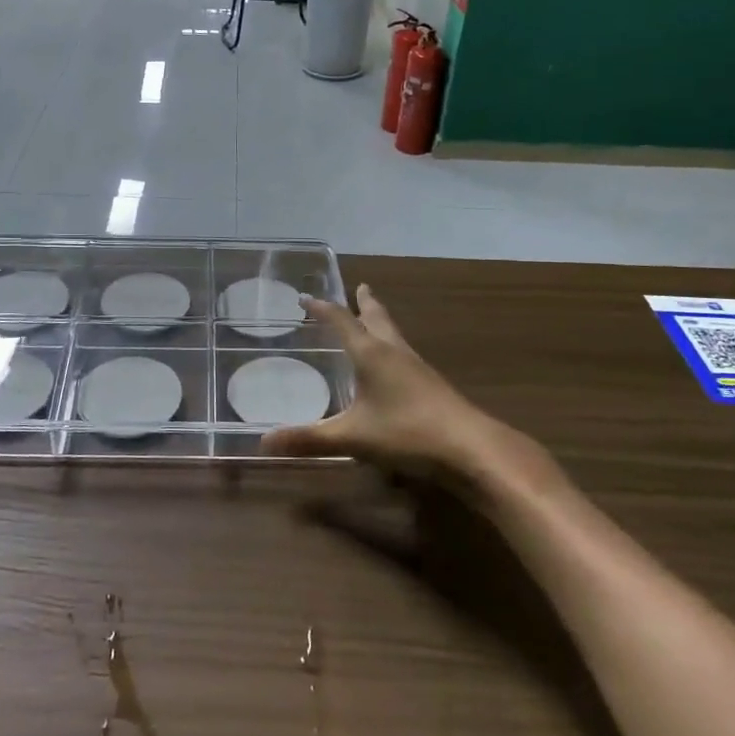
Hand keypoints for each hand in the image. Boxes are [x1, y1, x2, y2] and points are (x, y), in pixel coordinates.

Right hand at [263, 284, 553, 489]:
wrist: (470, 448)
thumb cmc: (406, 433)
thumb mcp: (351, 438)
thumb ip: (309, 439)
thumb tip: (263, 442)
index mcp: (372, 354)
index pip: (342, 321)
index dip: (323, 309)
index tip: (306, 297)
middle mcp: (395, 352)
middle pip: (377, 319)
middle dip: (364, 304)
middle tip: (360, 287)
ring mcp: (417, 368)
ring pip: (395, 335)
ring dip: (381, 323)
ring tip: (374, 319)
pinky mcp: (432, 386)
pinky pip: (405, 355)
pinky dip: (392, 348)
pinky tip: (394, 367)